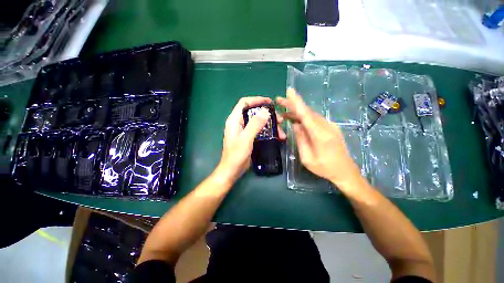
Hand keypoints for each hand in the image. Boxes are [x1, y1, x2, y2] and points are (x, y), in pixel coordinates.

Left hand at [216, 97, 285, 182]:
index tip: (270, 102)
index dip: (257, 100)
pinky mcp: (248, 137)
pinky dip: (268, 132)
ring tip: (281, 132)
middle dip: (268, 115)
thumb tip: (265, 111)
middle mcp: (239, 123)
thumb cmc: (236, 154)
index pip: (244, 103)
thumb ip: (255, 124)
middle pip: (254, 112)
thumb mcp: (246, 138)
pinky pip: (259, 130)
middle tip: (280, 119)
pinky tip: (277, 136)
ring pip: (258, 122)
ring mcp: (244, 130)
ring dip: (270, 125)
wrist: (232, 170)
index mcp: (234, 120)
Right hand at [276, 88, 361, 189]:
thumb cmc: (325, 168)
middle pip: (307, 112)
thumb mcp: (307, 158)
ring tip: (284, 113)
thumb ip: (301, 140)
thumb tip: (295, 125)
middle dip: (292, 105)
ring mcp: (330, 126)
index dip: (297, 102)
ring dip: (297, 113)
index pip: (306, 114)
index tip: (289, 91)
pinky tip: (296, 120)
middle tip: (279, 100)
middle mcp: (326, 126)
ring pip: (311, 115)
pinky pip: (315, 120)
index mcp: (320, 135)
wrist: (346, 172)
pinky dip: (304, 118)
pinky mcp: (331, 128)